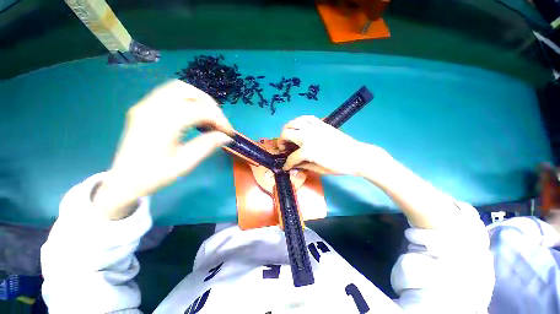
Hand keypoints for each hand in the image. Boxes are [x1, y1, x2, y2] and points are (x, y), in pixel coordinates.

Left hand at [93, 80, 233, 218]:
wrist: (123, 181)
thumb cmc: (153, 175)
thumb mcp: (185, 163)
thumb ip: (208, 145)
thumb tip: (227, 136)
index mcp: (162, 123)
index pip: (200, 110)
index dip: (220, 120)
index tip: (229, 133)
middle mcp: (151, 108)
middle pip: (188, 91)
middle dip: (210, 105)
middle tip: (220, 123)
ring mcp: (145, 105)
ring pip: (178, 88)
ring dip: (199, 100)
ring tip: (209, 117)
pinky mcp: (144, 107)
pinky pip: (169, 94)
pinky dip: (188, 100)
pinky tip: (194, 116)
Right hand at [278, 115, 389, 174]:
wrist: (356, 155)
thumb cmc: (339, 166)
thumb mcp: (319, 170)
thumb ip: (303, 166)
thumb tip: (293, 167)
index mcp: (307, 150)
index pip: (291, 157)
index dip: (287, 164)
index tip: (285, 167)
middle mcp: (307, 136)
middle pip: (286, 134)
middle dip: (281, 142)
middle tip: (283, 147)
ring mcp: (313, 128)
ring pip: (293, 123)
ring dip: (287, 129)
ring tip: (289, 136)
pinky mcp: (320, 123)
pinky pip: (305, 117)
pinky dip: (299, 121)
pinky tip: (299, 126)